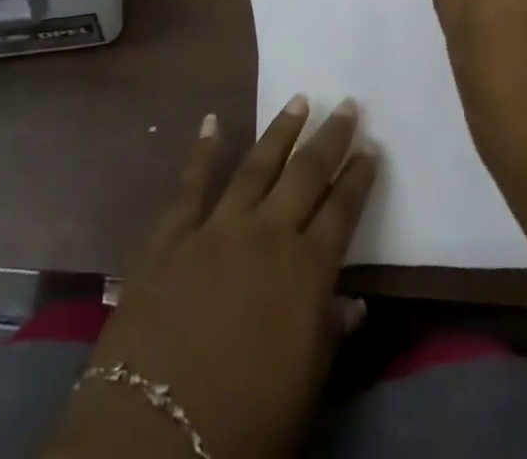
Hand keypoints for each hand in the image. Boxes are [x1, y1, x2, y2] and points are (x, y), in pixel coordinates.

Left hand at [46, 98, 377, 458]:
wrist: (154, 433)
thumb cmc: (243, 424)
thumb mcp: (303, 390)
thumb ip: (328, 334)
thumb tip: (355, 301)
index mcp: (305, 272)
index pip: (342, 212)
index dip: (359, 178)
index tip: (372, 147)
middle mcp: (266, 234)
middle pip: (306, 174)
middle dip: (330, 138)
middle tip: (346, 104)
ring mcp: (217, 227)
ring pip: (256, 165)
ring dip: (280, 131)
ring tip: (299, 100)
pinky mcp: (173, 233)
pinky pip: (191, 182)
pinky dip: (202, 149)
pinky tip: (211, 121)